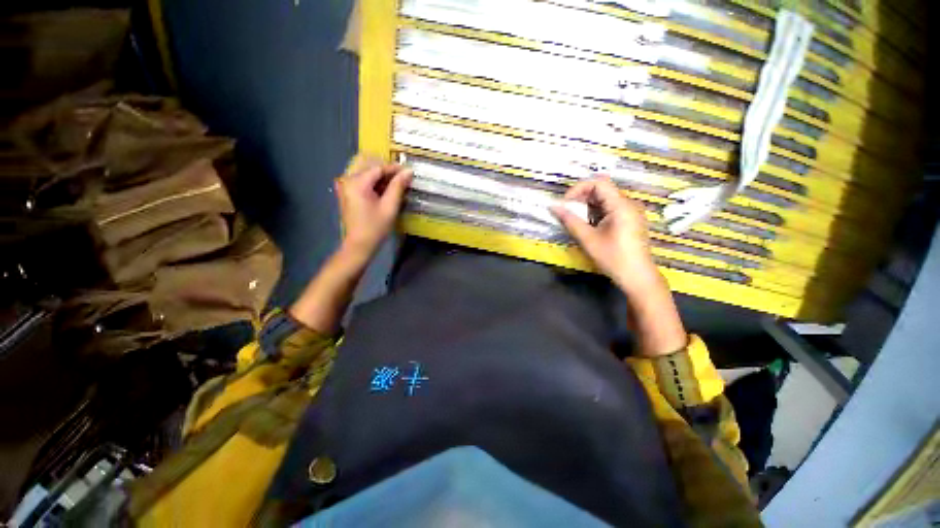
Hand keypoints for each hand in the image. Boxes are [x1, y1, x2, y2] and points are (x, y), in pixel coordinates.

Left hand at [335, 159, 412, 256]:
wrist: (359, 245)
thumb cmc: (375, 227)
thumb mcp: (390, 206)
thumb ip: (398, 186)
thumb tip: (408, 171)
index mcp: (357, 182)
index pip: (378, 168)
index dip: (394, 168)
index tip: (408, 170)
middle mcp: (348, 180)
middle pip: (370, 167)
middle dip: (387, 170)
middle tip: (403, 177)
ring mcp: (345, 186)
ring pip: (366, 172)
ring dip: (381, 176)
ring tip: (396, 184)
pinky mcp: (347, 192)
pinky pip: (362, 180)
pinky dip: (374, 182)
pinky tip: (385, 190)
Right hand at [553, 176, 686, 356]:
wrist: (642, 283)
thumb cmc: (617, 263)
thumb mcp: (590, 241)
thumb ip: (571, 222)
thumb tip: (553, 207)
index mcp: (622, 208)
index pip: (598, 182)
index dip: (578, 188)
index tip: (563, 204)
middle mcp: (630, 206)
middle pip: (601, 189)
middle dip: (580, 198)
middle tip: (567, 214)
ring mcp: (631, 215)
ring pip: (604, 200)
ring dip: (587, 207)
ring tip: (576, 223)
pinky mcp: (629, 224)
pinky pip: (608, 210)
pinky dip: (594, 214)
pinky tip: (589, 229)